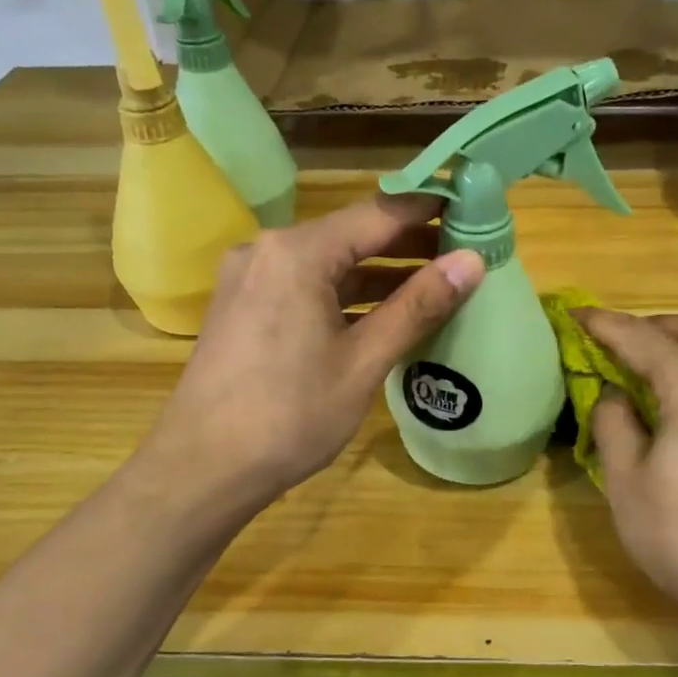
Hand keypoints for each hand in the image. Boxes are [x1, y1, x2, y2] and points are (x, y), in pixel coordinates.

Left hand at [138, 194, 483, 510]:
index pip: (379, 213)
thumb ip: (418, 306)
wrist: (203, 468)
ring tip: (434, 283)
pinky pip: (305, 286)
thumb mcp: (363, 361)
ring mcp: (250, 278)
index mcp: (297, 253)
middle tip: (464, 252)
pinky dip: (345, 294)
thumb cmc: (290, 416)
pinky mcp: (243, 306)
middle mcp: (268, 250)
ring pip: (328, 263)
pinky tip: (381, 312)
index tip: (474, 208)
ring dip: (377, 272)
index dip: (429, 210)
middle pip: (351, 234)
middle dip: (407, 243)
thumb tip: (472, 261)